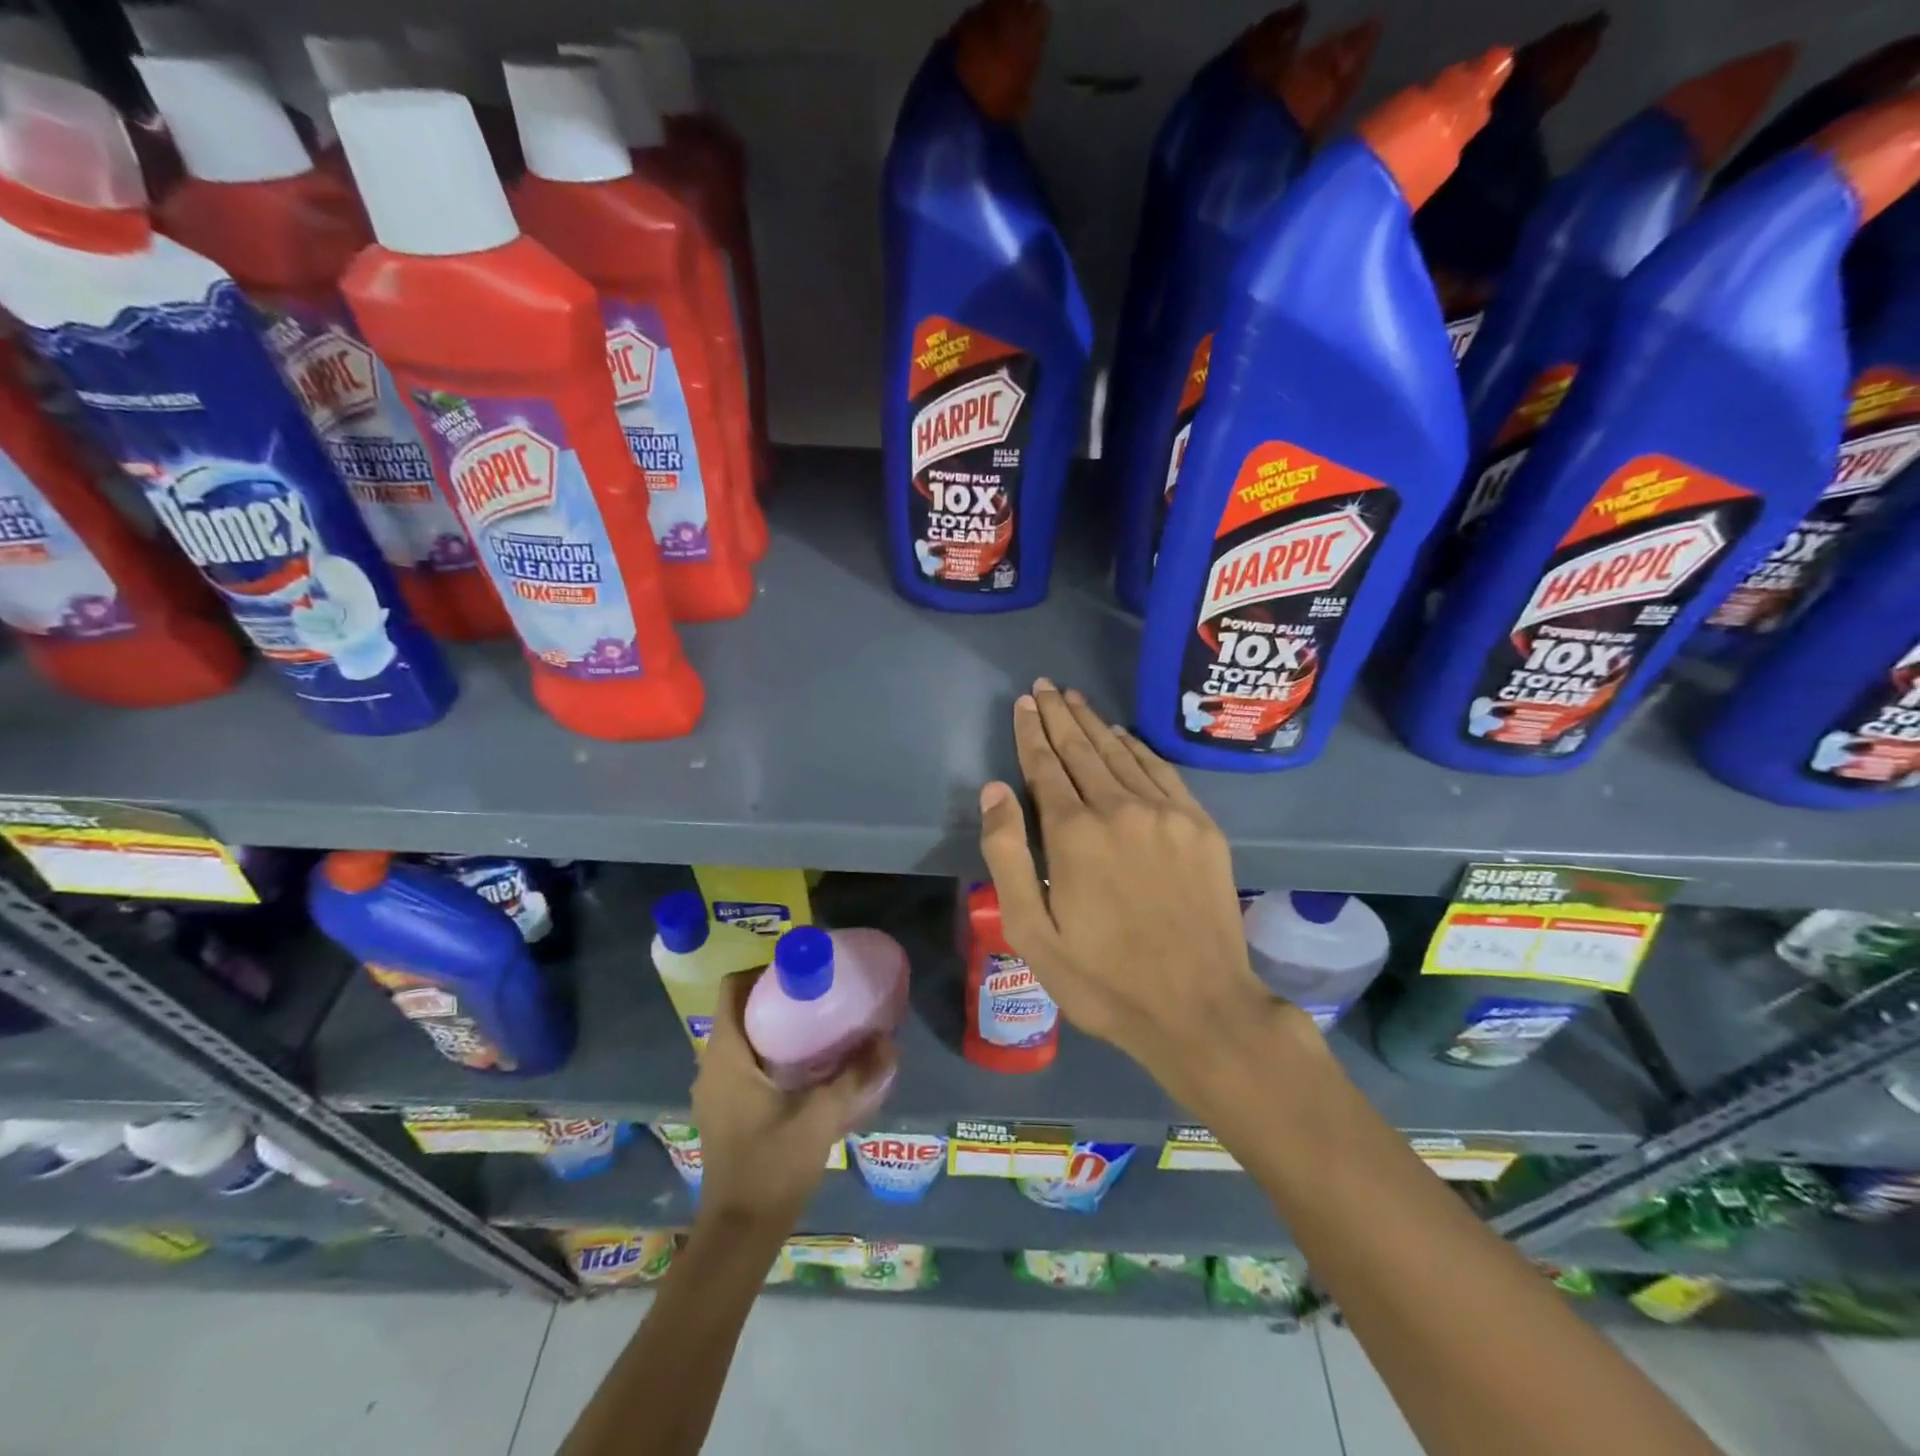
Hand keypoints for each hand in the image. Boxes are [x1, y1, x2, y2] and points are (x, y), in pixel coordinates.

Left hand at [689, 971, 896, 1229]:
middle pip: (741, 1009)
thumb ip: (856, 1077)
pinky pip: (746, 1062)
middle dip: (778, 995)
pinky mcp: (726, 1110)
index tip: (803, 970)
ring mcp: (717, 1090)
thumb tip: (889, 1041)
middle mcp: (713, 1065)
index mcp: (726, 1055)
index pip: (733, 988)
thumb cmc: (771, 1167)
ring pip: (744, 1037)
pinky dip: (773, 1052)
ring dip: (777, 1025)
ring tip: (821, 1023)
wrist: (740, 1235)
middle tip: (821, 993)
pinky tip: (809, 1066)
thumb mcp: (820, 1117)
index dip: (764, 970)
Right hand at [978, 679, 1312, 1111]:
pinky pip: (1162, 771)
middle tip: (1045, 686)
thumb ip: (1008, 855)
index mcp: (1074, 833)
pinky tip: (1125, 736)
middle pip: (1083, 749)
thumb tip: (995, 790)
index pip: (1046, 765)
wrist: (1200, 1009)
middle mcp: (1120, 808)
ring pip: (1122, 753)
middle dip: (1059, 716)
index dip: (1032, 731)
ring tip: (1074, 699)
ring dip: (1095, 724)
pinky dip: (1138, 748)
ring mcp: (1167, 814)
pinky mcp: (1201, 826)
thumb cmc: (1103, 980)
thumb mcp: (1032, 932)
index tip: (1024, 702)